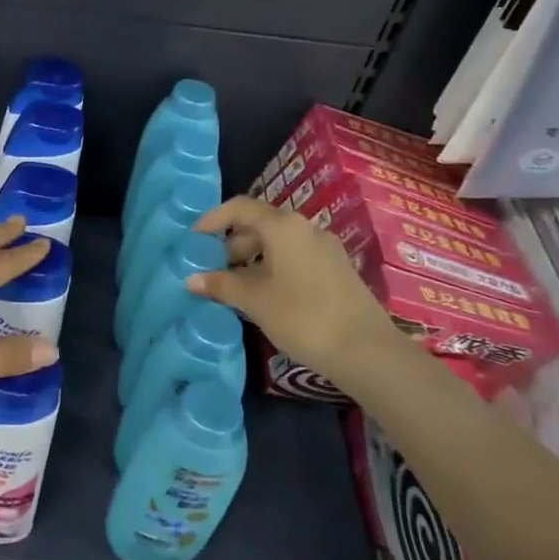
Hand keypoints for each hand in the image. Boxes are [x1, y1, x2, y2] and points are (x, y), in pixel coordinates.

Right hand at [185, 196, 403, 378]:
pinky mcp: (336, 270)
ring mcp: (325, 249)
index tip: (194, 239)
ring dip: (251, 259)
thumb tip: (191, 279)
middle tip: (211, 269)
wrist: (367, 351)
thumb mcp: (255, 301)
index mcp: (283, 227)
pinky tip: (263, 296)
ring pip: (278, 243)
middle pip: (259, 225)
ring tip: (234, 287)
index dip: (213, 219)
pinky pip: (295, 258)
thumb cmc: (303, 317)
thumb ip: (221, 285)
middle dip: (231, 244)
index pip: (240, 208)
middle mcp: (305, 228)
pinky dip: (272, 268)